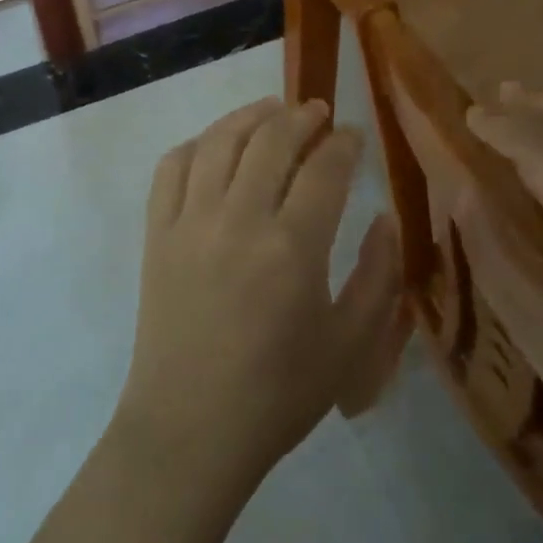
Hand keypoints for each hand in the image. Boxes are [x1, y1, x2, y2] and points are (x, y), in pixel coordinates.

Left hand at [114, 98, 407, 494]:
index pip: (324, 168)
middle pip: (271, 139)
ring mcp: (190, 222)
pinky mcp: (156, 234)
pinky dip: (195, 144)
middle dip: (301, 116)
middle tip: (317, 113)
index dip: (343, 143)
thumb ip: (379, 276)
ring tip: (271, 111)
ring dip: (249, 116)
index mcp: (293, 248)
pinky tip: (214, 146)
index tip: (353, 136)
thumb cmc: (279, 394)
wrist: (191, 430)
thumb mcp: (351, 346)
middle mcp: (239, 219)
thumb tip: (386, 218)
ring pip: (219, 141)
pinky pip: (171, 168)